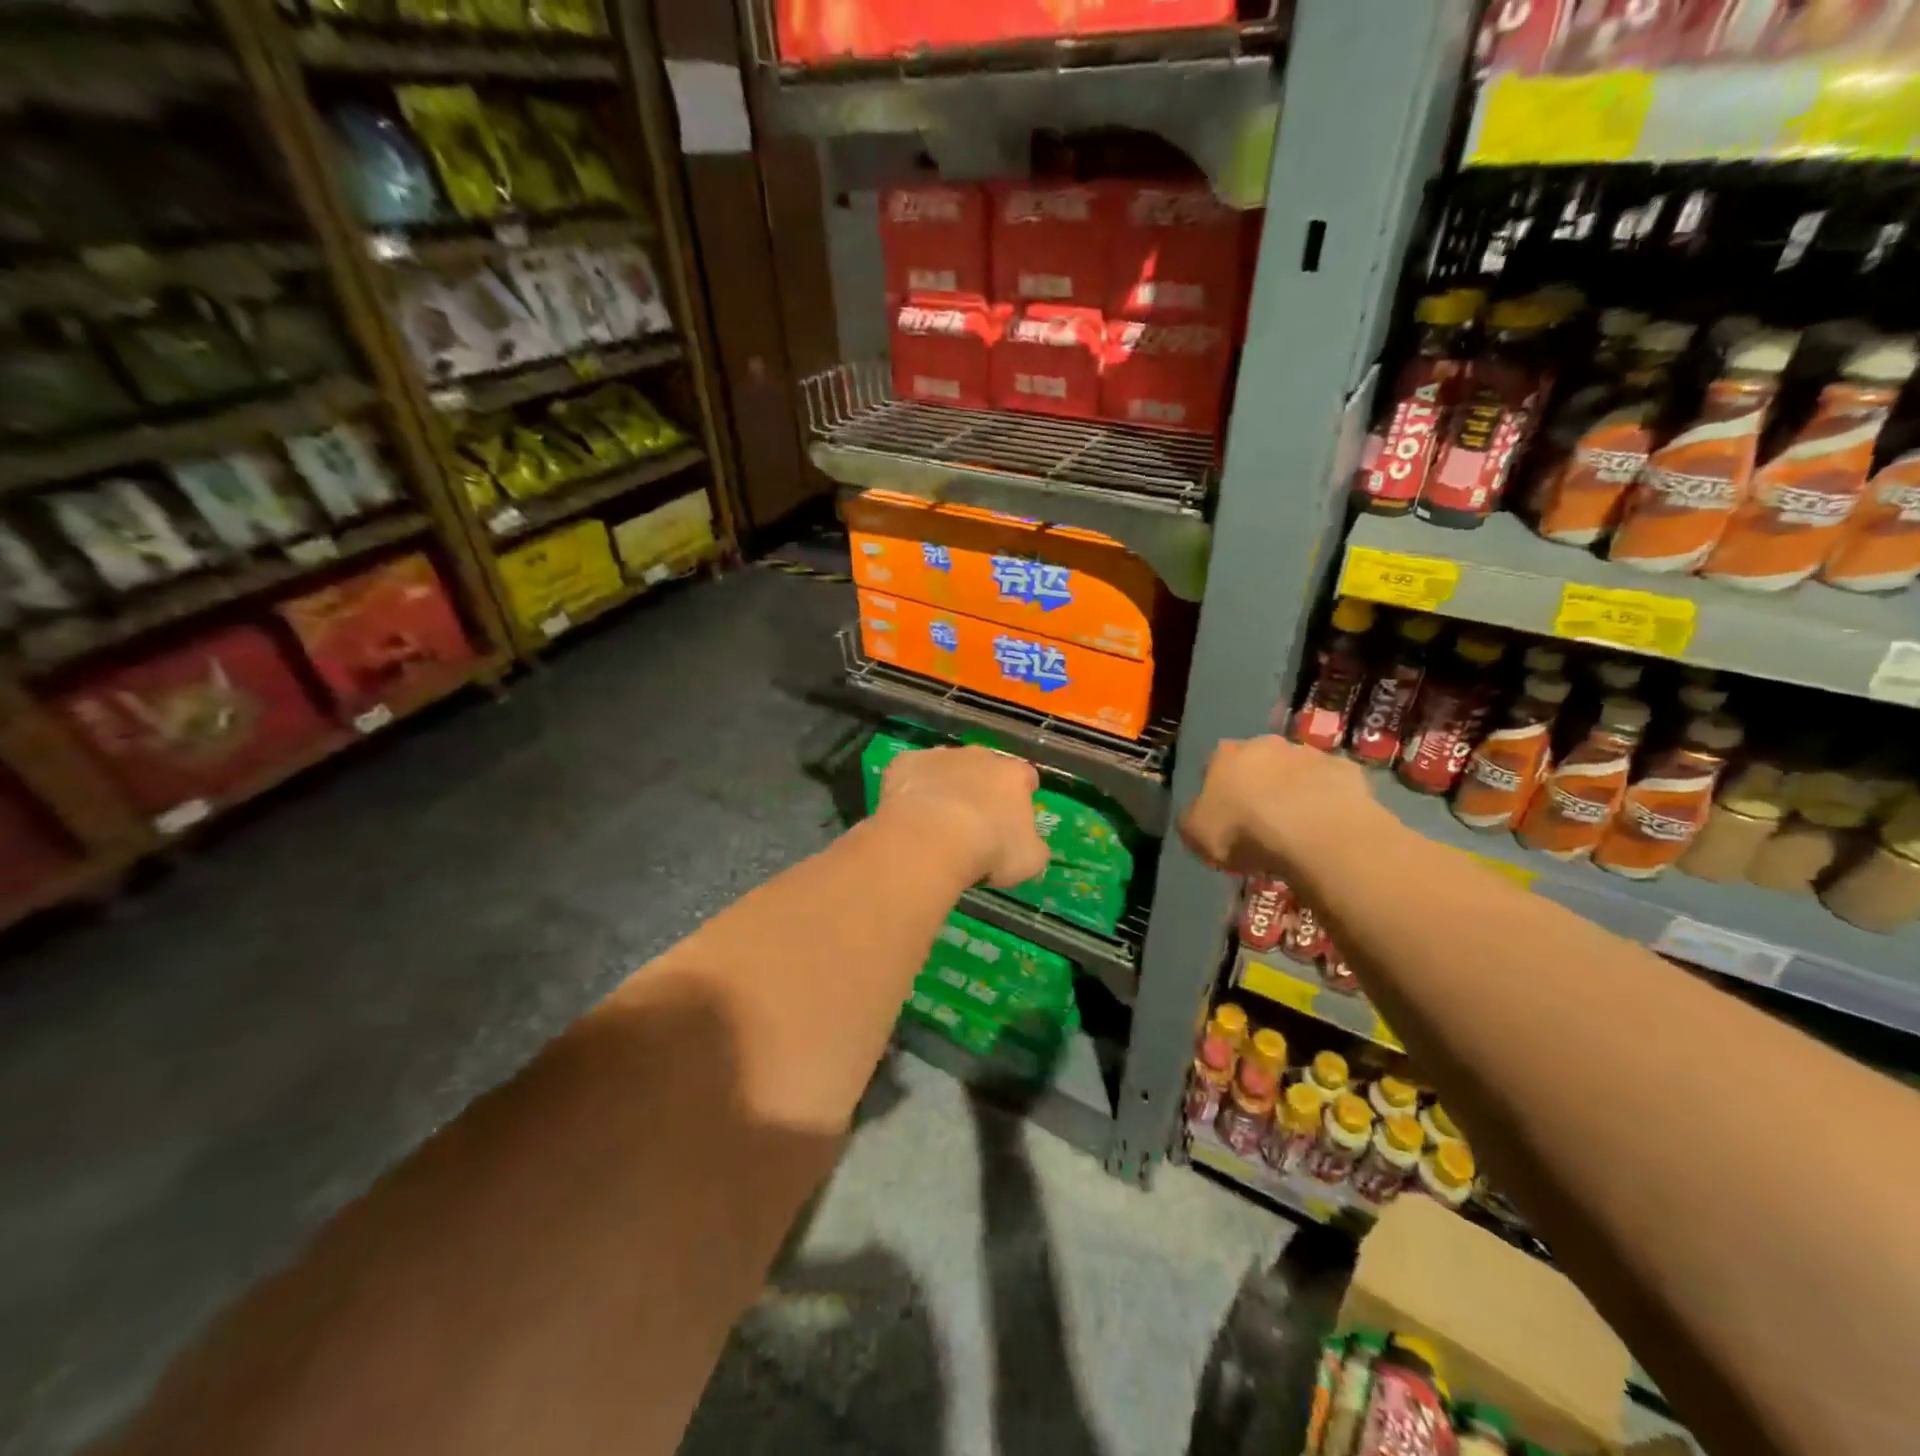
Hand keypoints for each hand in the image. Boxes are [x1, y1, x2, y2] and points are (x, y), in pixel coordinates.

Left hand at [877, 745, 1050, 889]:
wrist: (932, 838)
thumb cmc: (990, 849)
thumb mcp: (1029, 860)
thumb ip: (1033, 846)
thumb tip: (1029, 845)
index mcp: (1014, 776)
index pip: (1026, 778)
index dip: (1021, 796)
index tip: (1013, 819)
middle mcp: (980, 756)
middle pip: (985, 768)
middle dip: (981, 789)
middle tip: (973, 823)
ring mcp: (941, 756)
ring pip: (947, 768)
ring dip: (946, 787)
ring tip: (936, 821)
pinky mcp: (906, 762)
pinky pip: (911, 773)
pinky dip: (911, 788)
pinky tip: (907, 813)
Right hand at [1180, 735, 1387, 878]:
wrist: (1314, 831)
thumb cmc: (1244, 830)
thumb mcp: (1196, 834)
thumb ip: (1193, 820)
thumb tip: (1198, 816)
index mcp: (1224, 756)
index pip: (1213, 765)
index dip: (1216, 790)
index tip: (1222, 815)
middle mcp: (1265, 744)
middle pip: (1257, 762)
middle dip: (1257, 784)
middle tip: (1260, 820)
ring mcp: (1309, 754)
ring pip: (1296, 770)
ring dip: (1294, 790)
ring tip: (1297, 826)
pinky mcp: (1347, 770)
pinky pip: (1331, 786)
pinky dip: (1327, 800)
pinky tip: (1327, 826)